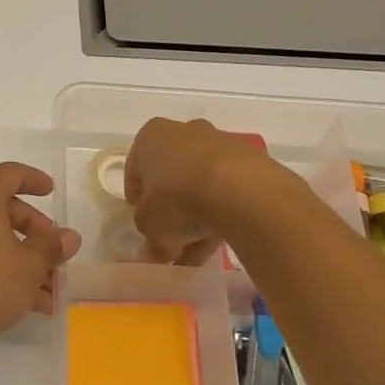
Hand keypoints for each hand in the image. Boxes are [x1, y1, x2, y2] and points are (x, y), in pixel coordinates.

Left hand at [0, 162, 81, 359]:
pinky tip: (25, 302)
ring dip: (22, 260)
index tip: (52, 192)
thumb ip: (51, 248)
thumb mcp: (29, 266)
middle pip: (3, 208)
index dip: (35, 181)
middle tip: (55, 255)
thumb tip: (69, 237)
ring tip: (49, 293)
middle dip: (34, 233)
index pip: (11, 173)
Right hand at [125, 117, 277, 265]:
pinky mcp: (248, 160)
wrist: (241, 191)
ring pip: (200, 185)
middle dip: (171, 211)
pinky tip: (220, 239)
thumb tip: (153, 253)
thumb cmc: (178, 199)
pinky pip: (226, 189)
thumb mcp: (151, 227)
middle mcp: (184, 131)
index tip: (145, 224)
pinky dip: (221, 212)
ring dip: (197, 217)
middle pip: (171, 177)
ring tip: (198, 252)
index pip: (135, 171)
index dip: (138, 202)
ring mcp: (219, 143)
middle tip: (172, 241)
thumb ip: (149, 240)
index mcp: (151, 136)